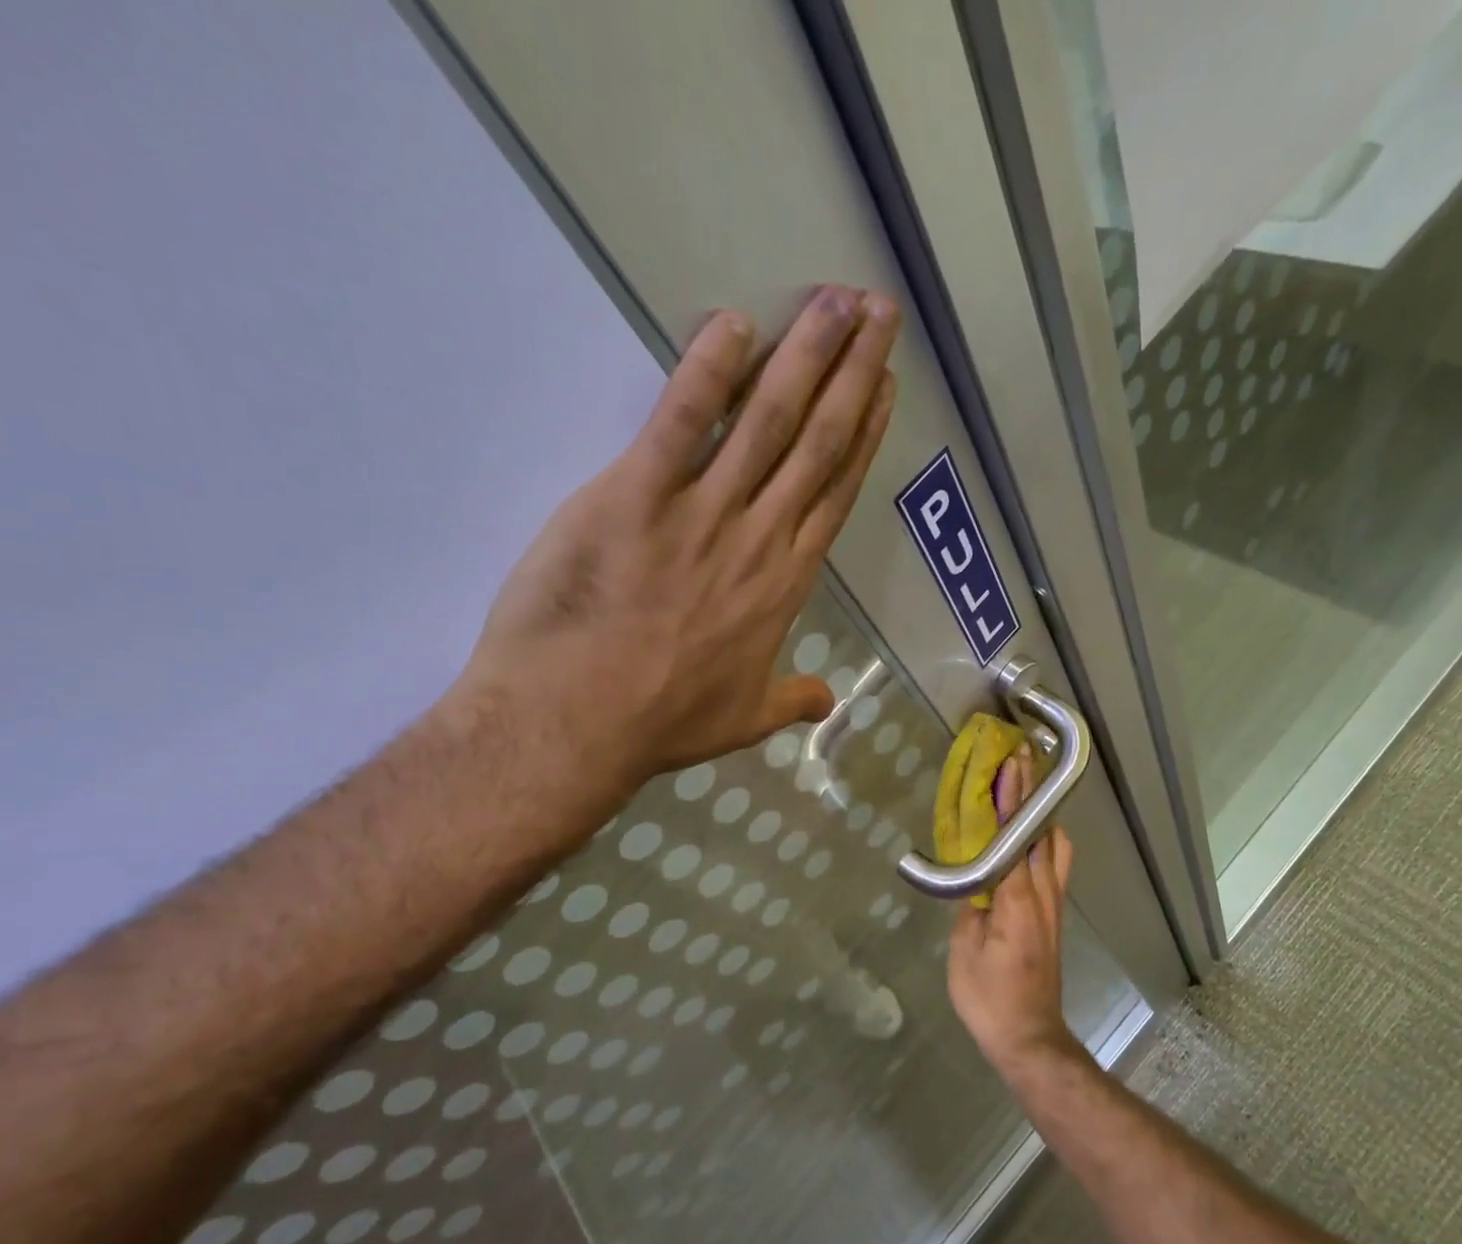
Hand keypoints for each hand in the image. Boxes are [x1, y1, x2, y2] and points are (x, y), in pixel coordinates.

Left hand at [455, 285, 900, 808]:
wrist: (576, 724)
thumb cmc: (662, 723)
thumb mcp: (744, 720)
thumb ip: (791, 700)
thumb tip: (827, 701)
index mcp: (783, 584)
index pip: (835, 493)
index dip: (864, 435)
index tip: (885, 387)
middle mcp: (758, 538)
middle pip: (817, 442)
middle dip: (854, 373)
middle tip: (880, 314)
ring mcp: (701, 514)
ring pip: (767, 421)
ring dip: (806, 355)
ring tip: (837, 301)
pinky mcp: (635, 497)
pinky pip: (679, 422)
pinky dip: (705, 372)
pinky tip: (733, 325)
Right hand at [947, 750, 1080, 1074]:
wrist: (1029, 1036)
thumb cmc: (989, 996)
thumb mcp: (964, 949)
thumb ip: (970, 905)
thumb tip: (973, 876)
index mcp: (1017, 899)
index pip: (1015, 836)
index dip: (1013, 798)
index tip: (1012, 762)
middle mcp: (1043, 894)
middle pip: (1043, 832)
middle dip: (1033, 794)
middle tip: (1021, 760)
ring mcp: (1054, 905)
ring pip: (1056, 847)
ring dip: (1041, 815)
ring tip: (1023, 792)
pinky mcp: (1054, 916)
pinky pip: (1053, 865)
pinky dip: (1042, 839)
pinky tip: (1024, 838)